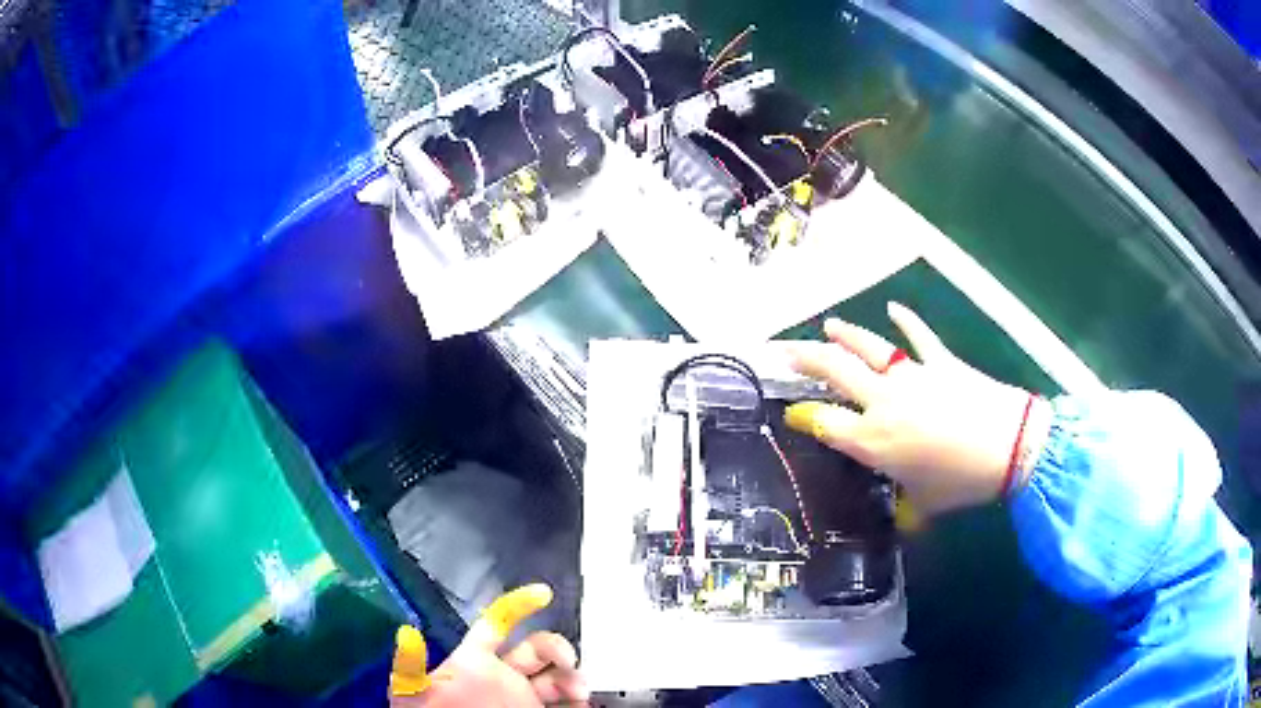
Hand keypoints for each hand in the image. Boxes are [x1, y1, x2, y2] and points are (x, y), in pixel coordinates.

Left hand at [389, 584, 588, 706]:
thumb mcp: (413, 695)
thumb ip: (411, 667)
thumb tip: (406, 635)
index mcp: (475, 663)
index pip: (496, 627)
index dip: (517, 606)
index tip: (544, 593)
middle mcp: (504, 678)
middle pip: (538, 649)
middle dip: (558, 649)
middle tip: (570, 664)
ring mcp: (524, 700)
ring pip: (558, 679)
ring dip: (573, 680)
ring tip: (578, 695)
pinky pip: (568, 706)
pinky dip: (579, 704)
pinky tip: (580, 707)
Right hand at [785, 303, 1045, 514]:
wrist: (1009, 447)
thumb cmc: (961, 481)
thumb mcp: (924, 504)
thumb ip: (906, 506)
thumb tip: (903, 517)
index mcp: (872, 440)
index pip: (824, 422)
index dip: (803, 416)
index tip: (791, 413)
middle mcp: (882, 402)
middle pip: (834, 370)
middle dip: (803, 358)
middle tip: (781, 350)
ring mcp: (911, 375)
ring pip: (868, 347)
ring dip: (844, 334)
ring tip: (828, 325)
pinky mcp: (939, 361)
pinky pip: (918, 336)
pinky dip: (906, 320)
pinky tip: (894, 308)